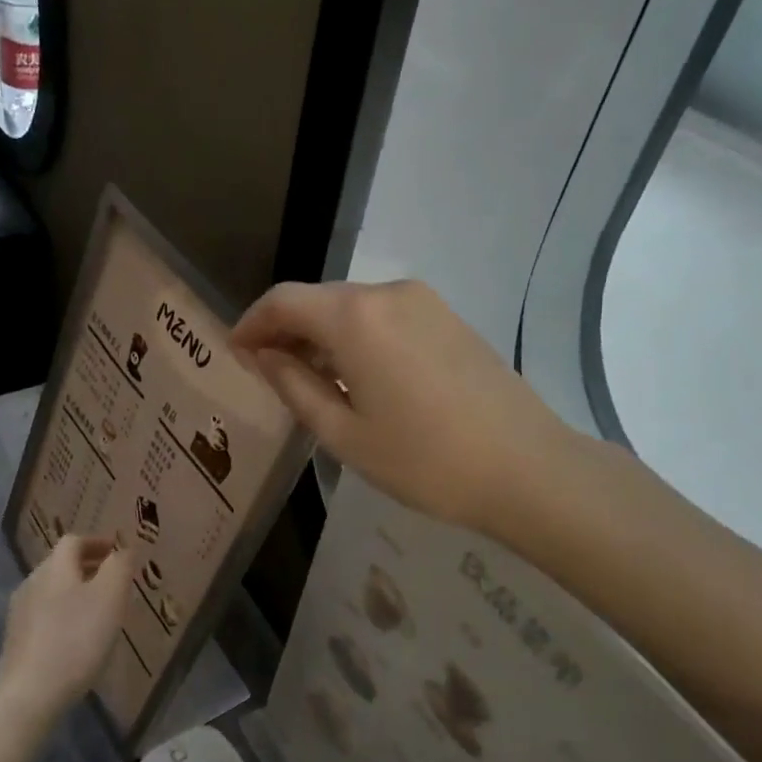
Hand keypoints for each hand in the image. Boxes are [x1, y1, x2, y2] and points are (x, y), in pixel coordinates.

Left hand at [0, 535, 132, 733]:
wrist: (28, 695)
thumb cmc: (76, 640)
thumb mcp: (110, 597)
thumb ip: (119, 566)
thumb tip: (123, 549)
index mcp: (54, 567)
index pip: (74, 541)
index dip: (97, 542)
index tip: (118, 552)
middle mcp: (32, 582)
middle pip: (60, 565)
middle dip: (88, 567)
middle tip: (113, 581)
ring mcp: (19, 613)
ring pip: (52, 590)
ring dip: (76, 592)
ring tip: (99, 611)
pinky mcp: (15, 641)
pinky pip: (44, 615)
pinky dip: (64, 615)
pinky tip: (76, 638)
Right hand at [231, 279, 573, 535]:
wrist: (527, 468)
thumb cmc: (425, 460)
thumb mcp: (343, 433)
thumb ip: (294, 386)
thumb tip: (264, 356)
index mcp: (355, 317)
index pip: (283, 301)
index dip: (251, 323)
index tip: (234, 354)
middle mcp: (387, 293)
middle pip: (317, 299)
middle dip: (285, 330)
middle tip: (265, 372)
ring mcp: (424, 302)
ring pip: (351, 307)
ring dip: (321, 334)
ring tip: (307, 380)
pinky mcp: (447, 317)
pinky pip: (384, 316)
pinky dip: (355, 337)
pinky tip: (355, 376)